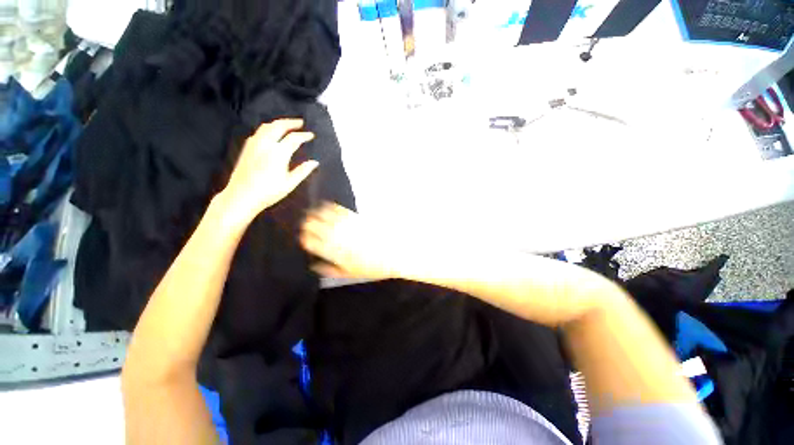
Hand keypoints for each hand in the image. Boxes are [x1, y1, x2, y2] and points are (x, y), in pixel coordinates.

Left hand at [219, 119, 317, 224]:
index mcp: (278, 153)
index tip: (311, 135)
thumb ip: (303, 171)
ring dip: (278, 123)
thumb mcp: (290, 183)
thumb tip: (315, 162)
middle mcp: (265, 144)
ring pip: (266, 126)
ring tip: (287, 125)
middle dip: (291, 122)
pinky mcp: (247, 148)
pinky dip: (268, 128)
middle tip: (300, 122)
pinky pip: (258, 132)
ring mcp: (254, 145)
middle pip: (278, 126)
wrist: (241, 196)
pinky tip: (271, 133)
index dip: (304, 135)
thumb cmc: (268, 192)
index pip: (294, 138)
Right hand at [301, 203, 405, 279]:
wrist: (395, 253)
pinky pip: (339, 209)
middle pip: (314, 225)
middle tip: (306, 225)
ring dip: (315, 213)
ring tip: (312, 214)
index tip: (303, 237)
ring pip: (324, 215)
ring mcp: (347, 225)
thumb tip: (315, 266)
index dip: (304, 238)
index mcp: (334, 252)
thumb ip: (331, 269)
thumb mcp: (351, 273)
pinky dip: (330, 207)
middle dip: (307, 225)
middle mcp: (337, 236)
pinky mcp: (356, 217)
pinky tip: (327, 206)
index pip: (310, 241)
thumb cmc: (373, 267)